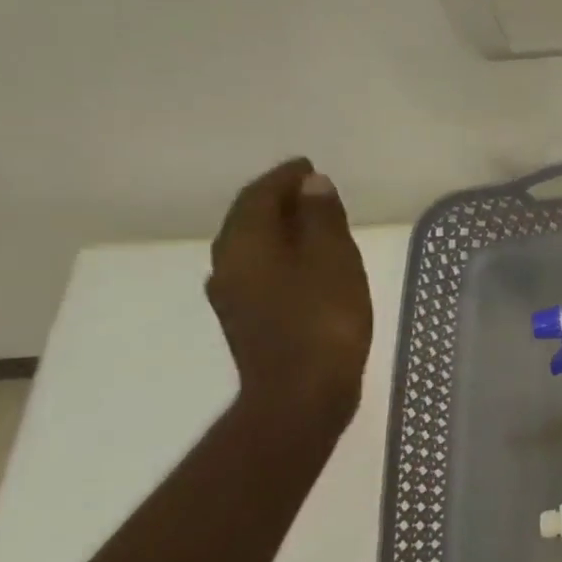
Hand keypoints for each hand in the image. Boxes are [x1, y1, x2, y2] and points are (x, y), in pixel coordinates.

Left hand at [207, 158, 372, 426]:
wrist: (302, 395)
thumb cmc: (323, 321)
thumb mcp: (333, 260)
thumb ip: (321, 218)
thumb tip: (311, 184)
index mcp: (245, 245)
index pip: (258, 196)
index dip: (284, 178)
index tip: (308, 166)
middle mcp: (228, 266)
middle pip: (250, 220)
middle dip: (279, 201)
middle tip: (313, 191)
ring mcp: (235, 297)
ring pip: (255, 248)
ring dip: (281, 230)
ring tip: (315, 224)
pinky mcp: (249, 321)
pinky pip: (263, 272)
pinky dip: (284, 256)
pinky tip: (308, 265)